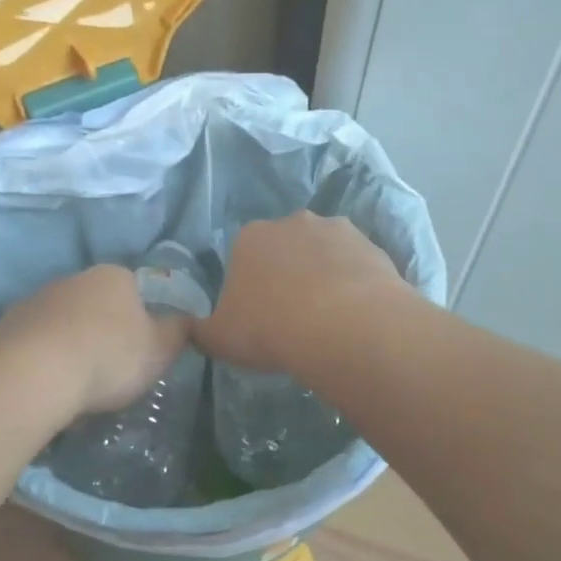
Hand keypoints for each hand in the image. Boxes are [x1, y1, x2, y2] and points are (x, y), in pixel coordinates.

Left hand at [0, 265, 192, 417]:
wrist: (32, 374)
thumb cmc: (108, 357)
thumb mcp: (160, 350)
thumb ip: (178, 332)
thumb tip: (187, 320)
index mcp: (114, 276)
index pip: (136, 289)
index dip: (142, 319)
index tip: (142, 350)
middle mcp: (73, 279)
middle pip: (96, 304)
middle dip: (104, 332)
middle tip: (111, 370)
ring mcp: (36, 301)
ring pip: (64, 323)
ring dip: (71, 346)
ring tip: (77, 385)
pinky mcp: (6, 327)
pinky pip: (36, 344)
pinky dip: (44, 361)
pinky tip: (49, 387)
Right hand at [195, 212, 408, 374]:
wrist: (343, 326)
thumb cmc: (270, 328)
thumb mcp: (219, 338)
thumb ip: (200, 330)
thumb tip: (188, 327)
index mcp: (249, 237)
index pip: (243, 256)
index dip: (249, 286)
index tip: (258, 315)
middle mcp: (291, 222)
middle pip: (285, 249)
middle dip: (288, 274)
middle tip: (293, 316)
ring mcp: (336, 229)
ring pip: (324, 253)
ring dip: (324, 276)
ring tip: (329, 318)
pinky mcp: (372, 245)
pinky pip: (356, 266)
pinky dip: (355, 284)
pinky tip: (356, 314)